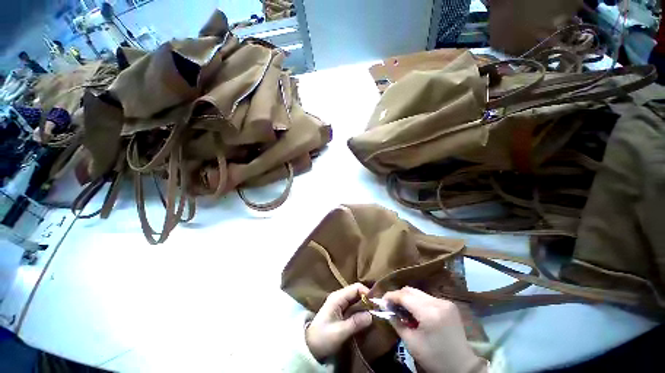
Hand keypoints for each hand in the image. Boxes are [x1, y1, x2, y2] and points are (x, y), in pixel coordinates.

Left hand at [305, 283, 372, 360]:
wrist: (309, 347)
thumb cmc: (322, 338)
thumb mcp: (339, 332)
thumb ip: (355, 323)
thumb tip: (371, 315)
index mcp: (337, 297)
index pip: (355, 288)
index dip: (367, 293)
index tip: (377, 305)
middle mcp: (339, 297)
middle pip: (357, 292)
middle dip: (368, 299)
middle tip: (378, 311)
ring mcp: (340, 304)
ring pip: (356, 299)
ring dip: (365, 306)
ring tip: (375, 314)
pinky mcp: (341, 311)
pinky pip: (354, 307)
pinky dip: (361, 310)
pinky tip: (367, 318)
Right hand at [383, 287, 485, 372]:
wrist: (463, 366)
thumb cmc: (435, 358)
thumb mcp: (411, 343)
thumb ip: (396, 322)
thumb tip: (386, 309)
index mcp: (429, 313)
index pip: (404, 296)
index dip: (390, 296)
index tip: (382, 301)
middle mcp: (438, 302)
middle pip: (411, 290)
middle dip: (398, 296)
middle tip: (390, 305)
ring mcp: (445, 302)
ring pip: (419, 292)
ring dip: (408, 298)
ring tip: (402, 309)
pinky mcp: (449, 304)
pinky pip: (427, 297)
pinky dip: (417, 301)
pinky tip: (415, 312)